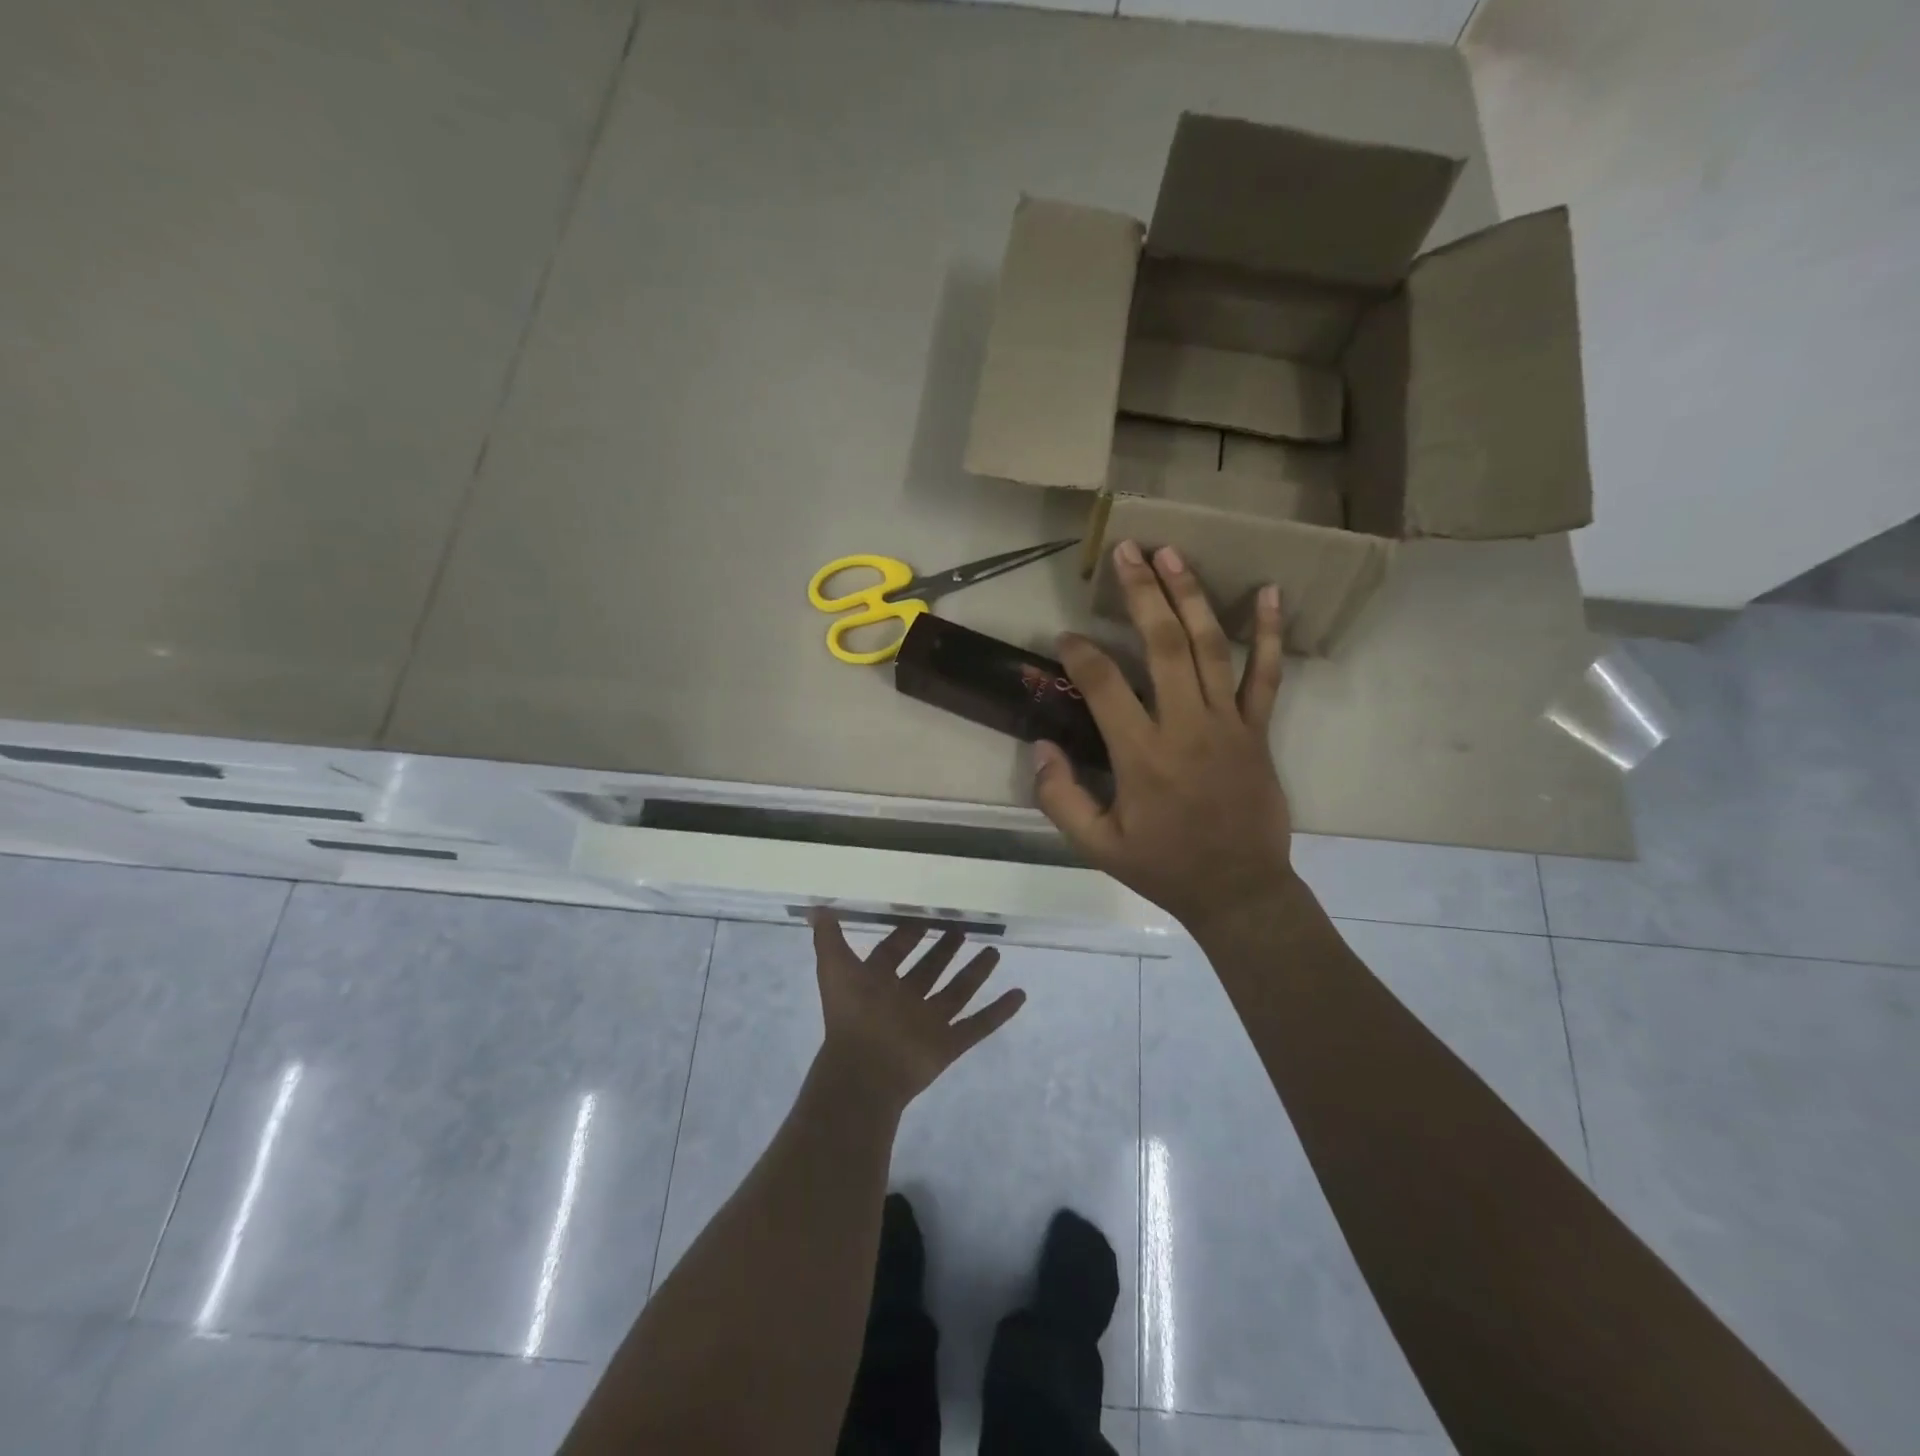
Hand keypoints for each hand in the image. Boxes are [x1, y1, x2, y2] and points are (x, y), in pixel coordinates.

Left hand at [810, 913, 1025, 1112]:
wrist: (864, 1071)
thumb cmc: (851, 1014)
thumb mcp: (835, 968)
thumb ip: (828, 937)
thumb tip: (816, 906)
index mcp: (878, 983)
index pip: (895, 952)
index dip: (908, 934)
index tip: (926, 914)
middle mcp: (905, 1000)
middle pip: (929, 970)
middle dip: (944, 950)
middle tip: (962, 927)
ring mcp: (928, 1023)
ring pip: (957, 993)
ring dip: (975, 973)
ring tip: (994, 951)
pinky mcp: (949, 1045)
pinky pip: (979, 1025)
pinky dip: (999, 1012)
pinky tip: (1019, 994)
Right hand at [1034, 540, 1295, 935]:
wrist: (1239, 890)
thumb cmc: (1163, 867)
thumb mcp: (1097, 846)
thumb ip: (1060, 798)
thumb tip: (1040, 746)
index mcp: (1141, 755)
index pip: (1104, 685)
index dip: (1080, 653)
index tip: (1065, 638)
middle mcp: (1185, 727)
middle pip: (1162, 645)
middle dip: (1141, 593)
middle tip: (1126, 551)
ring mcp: (1227, 724)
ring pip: (1209, 647)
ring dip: (1190, 596)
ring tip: (1172, 553)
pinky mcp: (1257, 730)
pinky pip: (1267, 676)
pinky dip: (1268, 634)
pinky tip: (1269, 592)